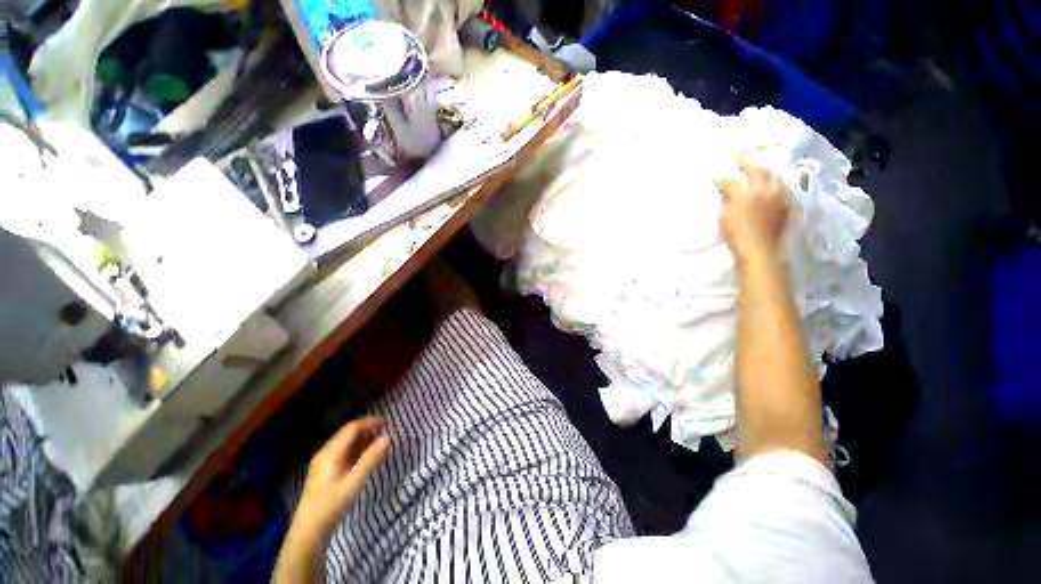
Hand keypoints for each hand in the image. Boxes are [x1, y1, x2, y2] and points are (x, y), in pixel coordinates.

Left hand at [291, 416, 389, 541]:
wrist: (309, 531)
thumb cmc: (332, 504)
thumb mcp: (354, 482)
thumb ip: (370, 459)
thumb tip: (387, 439)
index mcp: (330, 453)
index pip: (351, 429)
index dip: (369, 423)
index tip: (385, 423)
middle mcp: (325, 453)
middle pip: (347, 434)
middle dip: (366, 431)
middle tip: (383, 433)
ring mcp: (323, 463)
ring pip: (345, 444)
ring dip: (362, 442)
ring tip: (378, 446)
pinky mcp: (325, 473)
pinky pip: (343, 454)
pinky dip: (356, 452)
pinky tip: (365, 459)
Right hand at [718, 160, 790, 261]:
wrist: (759, 250)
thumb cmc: (736, 233)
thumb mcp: (724, 215)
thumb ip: (725, 199)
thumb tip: (725, 190)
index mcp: (747, 191)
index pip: (732, 180)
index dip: (722, 178)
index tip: (716, 176)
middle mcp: (766, 188)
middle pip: (757, 170)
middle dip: (746, 165)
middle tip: (736, 160)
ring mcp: (779, 195)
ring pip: (772, 177)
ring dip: (762, 172)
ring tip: (755, 172)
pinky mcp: (787, 204)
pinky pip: (781, 187)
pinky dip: (772, 183)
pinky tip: (768, 186)